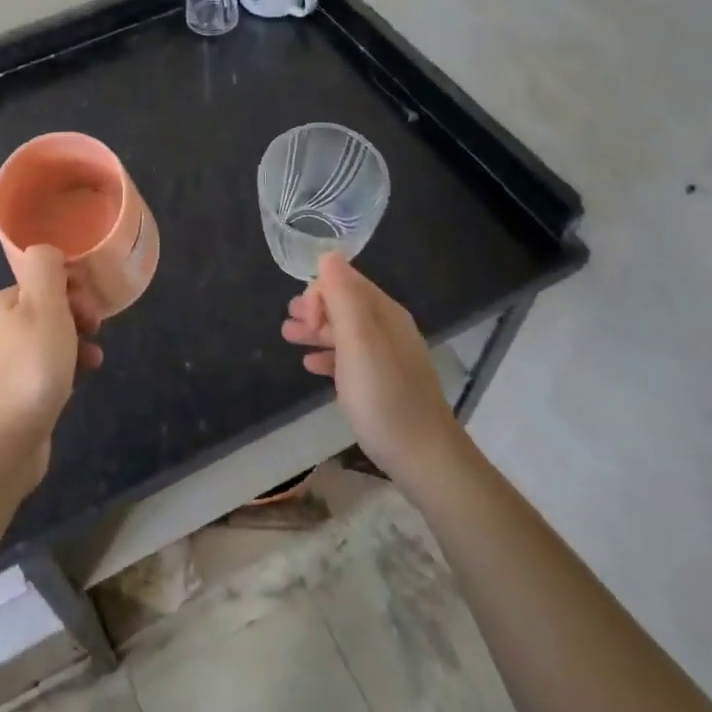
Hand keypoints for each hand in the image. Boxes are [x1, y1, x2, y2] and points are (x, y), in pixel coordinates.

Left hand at [0, 246, 102, 488]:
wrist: (1, 444)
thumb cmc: (30, 369)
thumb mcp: (44, 306)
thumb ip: (46, 269)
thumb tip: (48, 251)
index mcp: (2, 304)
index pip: (43, 281)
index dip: (72, 288)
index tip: (91, 308)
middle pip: (47, 309)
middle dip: (77, 317)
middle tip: (93, 332)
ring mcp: (2, 365)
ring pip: (49, 341)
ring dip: (76, 345)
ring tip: (94, 360)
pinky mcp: (12, 395)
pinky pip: (44, 370)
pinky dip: (65, 370)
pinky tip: (78, 383)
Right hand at [282, 253, 461, 483]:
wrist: (423, 457)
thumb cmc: (384, 396)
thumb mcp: (358, 341)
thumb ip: (343, 297)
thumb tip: (328, 255)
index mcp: (384, 313)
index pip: (345, 281)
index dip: (319, 293)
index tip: (303, 320)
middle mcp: (388, 328)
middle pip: (345, 304)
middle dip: (314, 308)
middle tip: (288, 326)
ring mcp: (388, 356)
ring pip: (346, 331)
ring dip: (316, 330)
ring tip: (289, 338)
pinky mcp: (384, 383)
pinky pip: (351, 357)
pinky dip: (329, 355)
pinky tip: (311, 366)